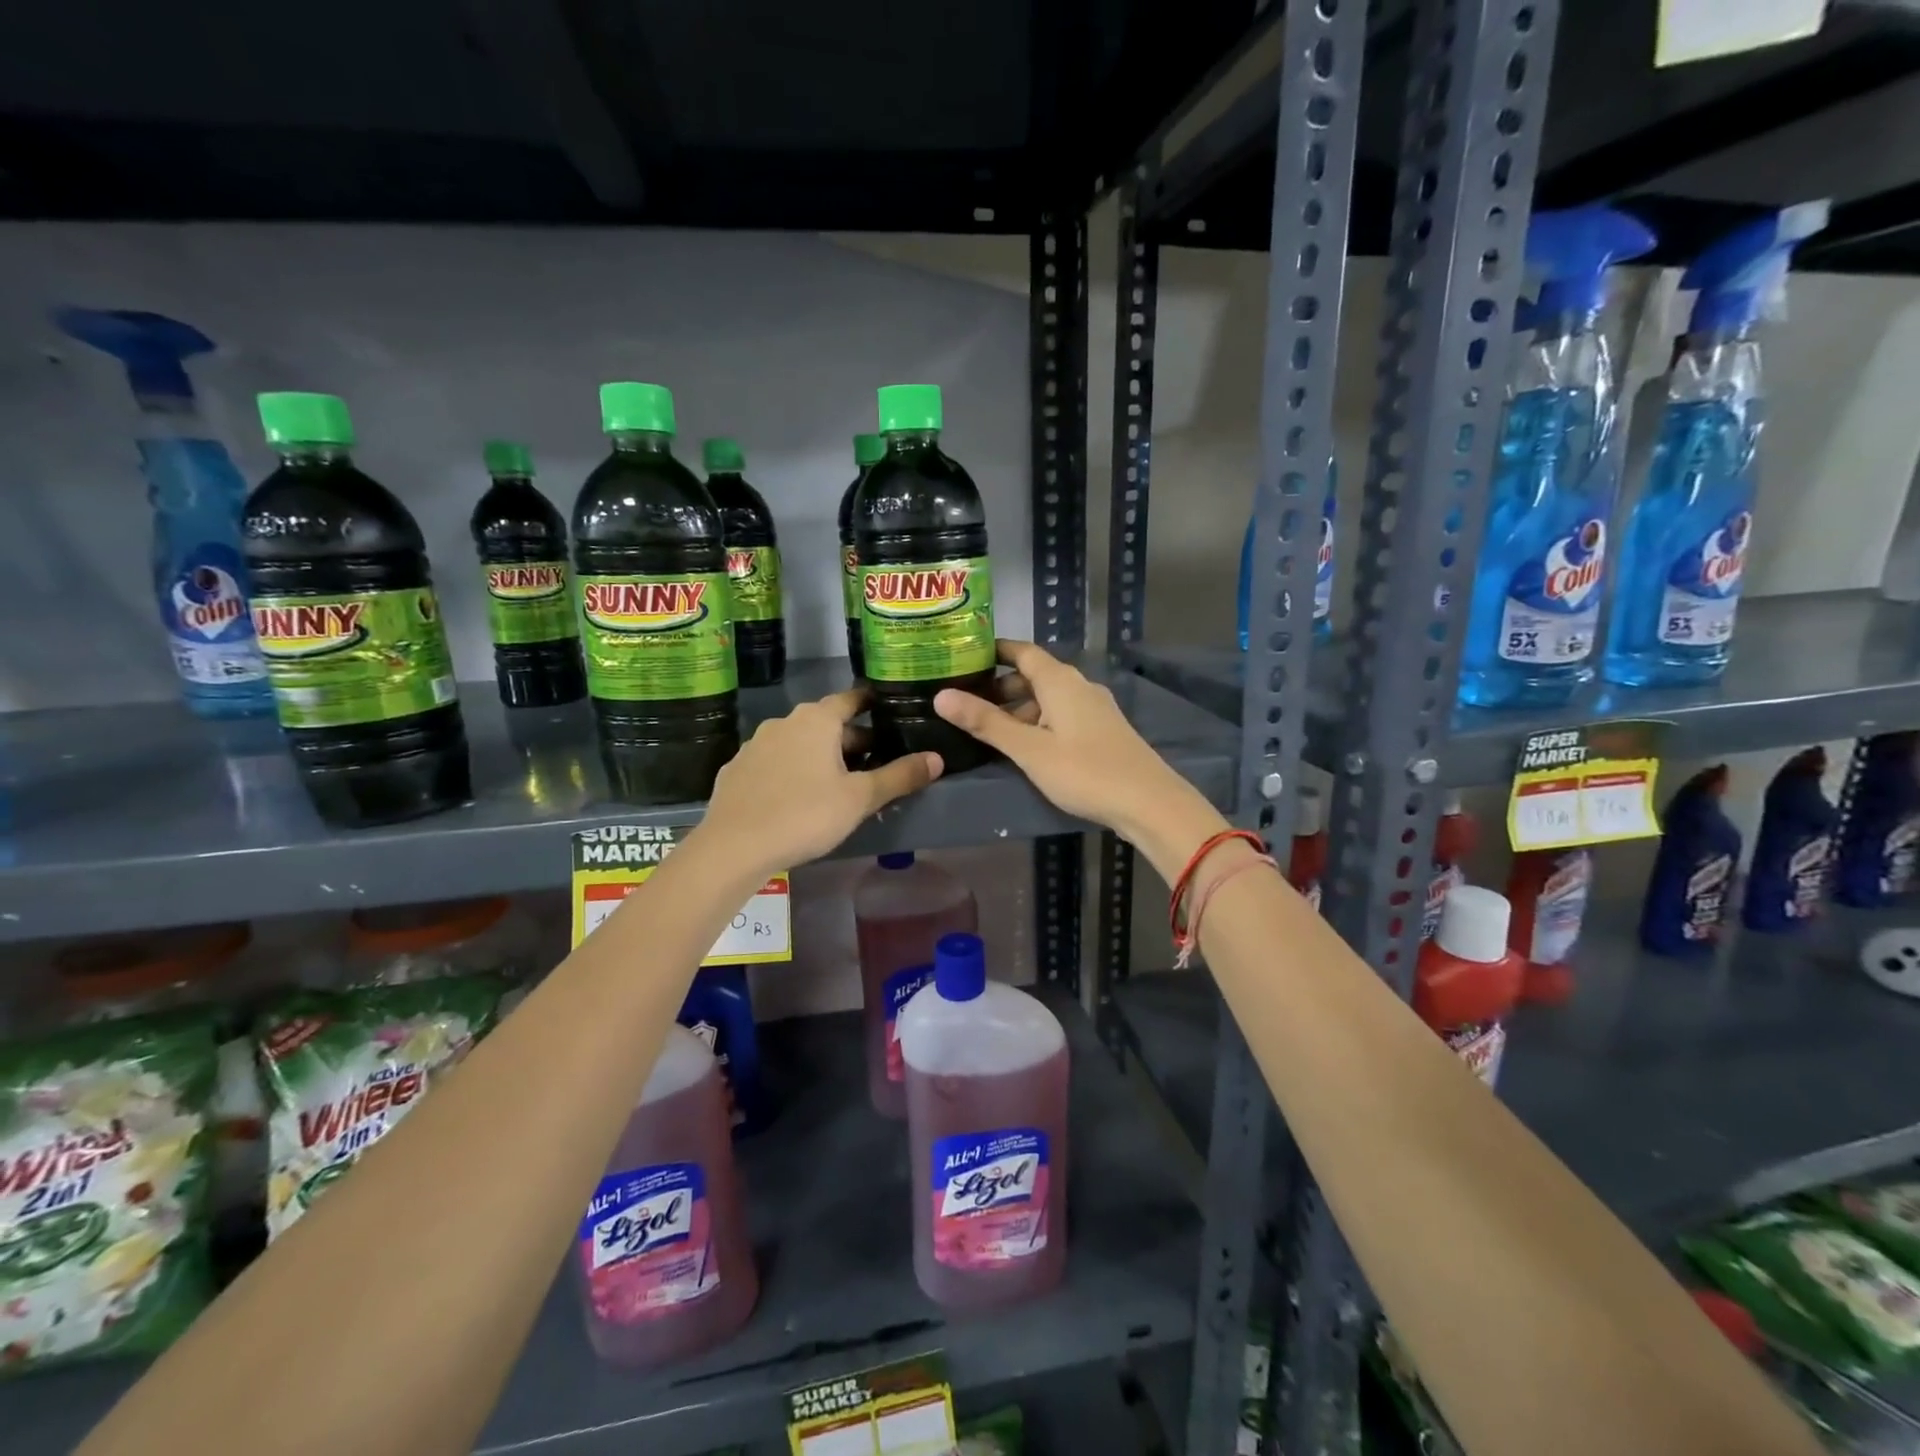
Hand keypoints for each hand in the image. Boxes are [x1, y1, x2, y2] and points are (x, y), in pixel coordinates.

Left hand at [700, 687, 941, 871]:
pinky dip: (791, 771)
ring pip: (798, 743)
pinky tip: (798, 798)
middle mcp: (784, 722)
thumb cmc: (805, 814)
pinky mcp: (737, 770)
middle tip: (874, 763)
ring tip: (838, 783)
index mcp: (817, 720)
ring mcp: (755, 745)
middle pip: (826, 723)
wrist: (733, 846)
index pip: (851, 699)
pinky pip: (774, 763)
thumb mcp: (860, 798)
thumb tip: (937, 758)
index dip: (871, 703)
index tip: (888, 711)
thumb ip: (900, 776)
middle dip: (850, 739)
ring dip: (820, 756)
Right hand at [933, 641, 1220, 857]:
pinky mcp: (1102, 731)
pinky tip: (1024, 745)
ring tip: (987, 727)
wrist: (1149, 802)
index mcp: (1060, 681)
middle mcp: (1078, 686)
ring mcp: (1094, 708)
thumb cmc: (1084, 771)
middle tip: (965, 700)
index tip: (963, 655)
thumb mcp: (1028, 748)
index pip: (1022, 651)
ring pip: (1048, 698)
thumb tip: (941, 696)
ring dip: (1018, 708)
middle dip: (1000, 685)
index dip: (994, 650)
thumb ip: (986, 722)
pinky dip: (1037, 721)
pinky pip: (1061, 715)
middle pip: (1033, 675)